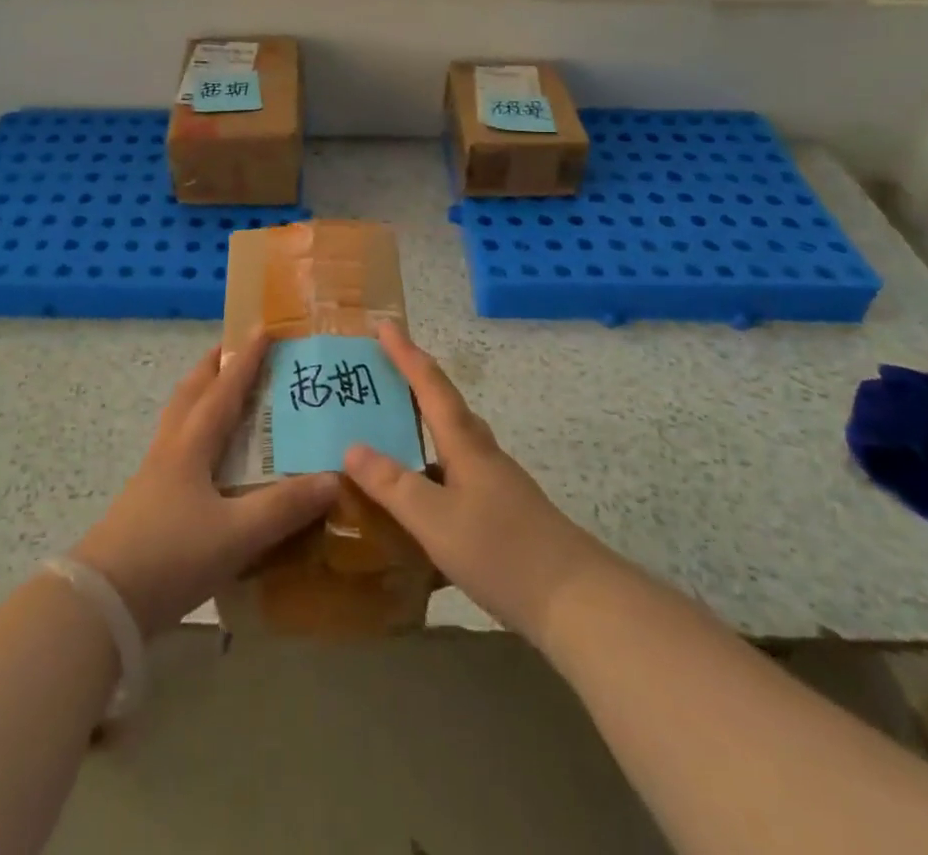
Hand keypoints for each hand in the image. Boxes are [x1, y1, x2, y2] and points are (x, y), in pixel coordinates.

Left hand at [72, 337, 339, 635]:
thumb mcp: (236, 534)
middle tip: (236, 349)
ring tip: (223, 392)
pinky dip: (195, 431)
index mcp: (192, 444)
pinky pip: (176, 446)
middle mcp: (171, 448)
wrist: (102, 601)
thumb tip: (333, 479)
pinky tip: (209, 456)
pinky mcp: (147, 500)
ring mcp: (154, 474)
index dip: (245, 359)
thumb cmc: (171, 556)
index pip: (224, 389)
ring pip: (179, 418)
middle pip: (191, 392)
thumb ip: (284, 508)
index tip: (263, 328)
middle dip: (214, 366)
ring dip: (201, 395)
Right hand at [343, 321, 602, 643]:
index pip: (430, 385)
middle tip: (378, 375)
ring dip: (421, 428)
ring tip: (387, 435)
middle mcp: (481, 454)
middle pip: (445, 406)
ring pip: (451, 442)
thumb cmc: (502, 550)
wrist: (576, 602)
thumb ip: (392, 484)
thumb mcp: (435, 520)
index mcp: (465, 444)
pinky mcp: (502, 512)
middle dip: (412, 384)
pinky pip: (456, 475)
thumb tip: (352, 447)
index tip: (383, 325)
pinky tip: (418, 500)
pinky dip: (431, 472)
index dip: (405, 353)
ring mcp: (495, 483)